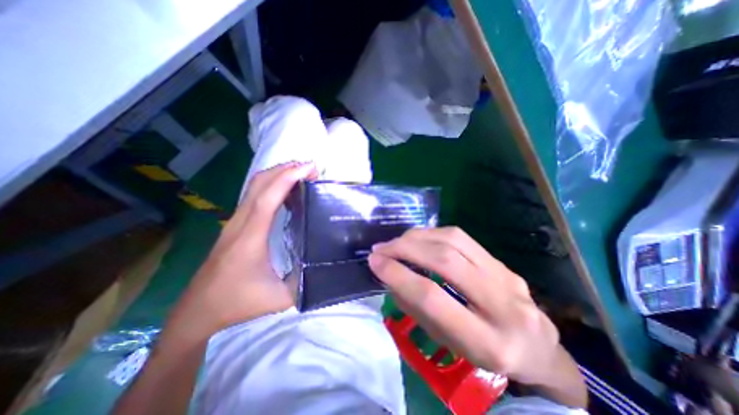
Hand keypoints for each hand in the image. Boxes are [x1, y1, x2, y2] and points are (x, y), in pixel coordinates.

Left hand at [169, 161, 316, 338]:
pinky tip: (286, 189)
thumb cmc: (238, 304)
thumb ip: (305, 283)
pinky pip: (254, 196)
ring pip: (254, 187)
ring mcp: (235, 222)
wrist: (198, 311)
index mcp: (250, 238)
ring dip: (278, 174)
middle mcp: (240, 223)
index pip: (268, 199)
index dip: (287, 179)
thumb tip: (325, 267)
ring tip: (301, 172)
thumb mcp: (279, 299)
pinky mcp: (235, 224)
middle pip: (259, 185)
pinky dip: (272, 185)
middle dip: (285, 169)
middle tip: (310, 167)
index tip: (308, 168)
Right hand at [370, 227, 560, 385]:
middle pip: (445, 261)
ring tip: (396, 242)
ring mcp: (507, 277)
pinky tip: (418, 239)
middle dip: (405, 249)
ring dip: (417, 237)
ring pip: (454, 241)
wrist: (537, 348)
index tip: (374, 262)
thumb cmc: (485, 355)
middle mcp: (502, 305)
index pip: (432, 298)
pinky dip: (432, 234)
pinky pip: (462, 237)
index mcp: (487, 343)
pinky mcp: (503, 261)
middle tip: (380, 248)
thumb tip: (391, 274)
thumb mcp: (447, 342)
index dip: (398, 274)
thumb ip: (417, 307)